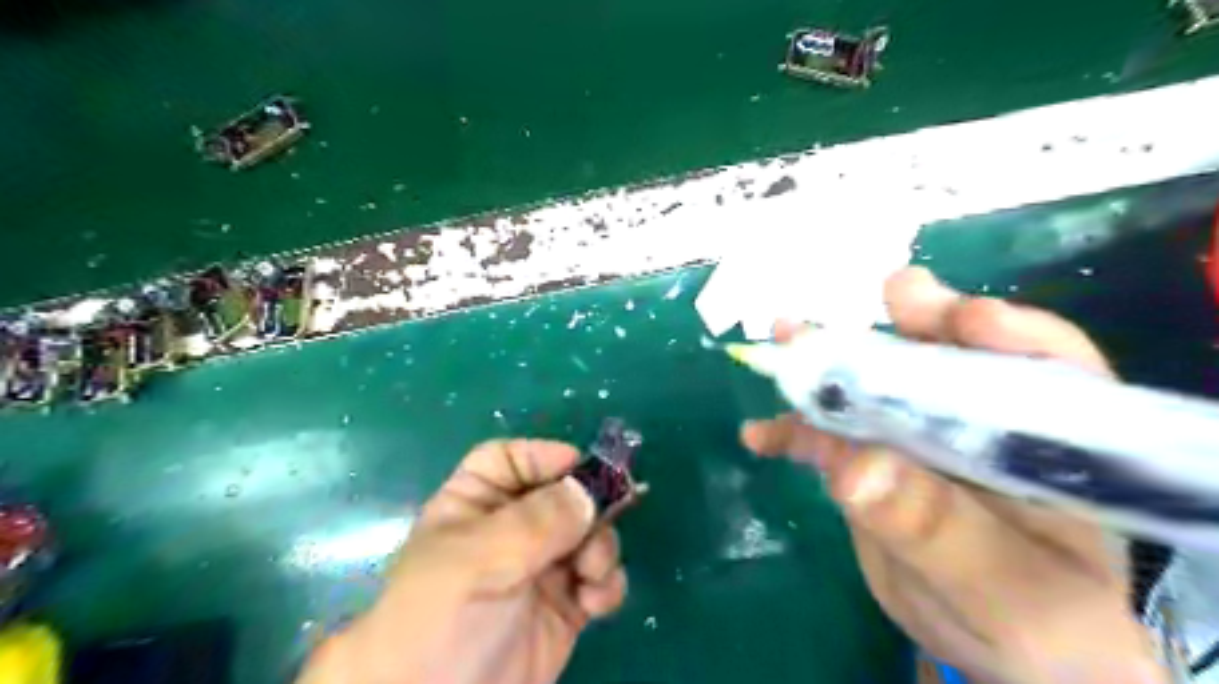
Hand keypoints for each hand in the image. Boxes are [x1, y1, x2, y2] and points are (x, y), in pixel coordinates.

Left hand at [297, 439, 627, 682]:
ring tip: (591, 574)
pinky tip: (596, 604)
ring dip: (601, 548)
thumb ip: (537, 520)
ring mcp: (541, 568)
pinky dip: (607, 585)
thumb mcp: (479, 559)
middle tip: (596, 529)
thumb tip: (588, 491)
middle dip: (587, 508)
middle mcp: (511, 531)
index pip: (510, 460)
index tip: (579, 466)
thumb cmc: (442, 620)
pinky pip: (600, 579)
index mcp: (475, 506)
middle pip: (563, 494)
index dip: (542, 456)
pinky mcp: (566, 607)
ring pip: (589, 534)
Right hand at [737, 266, 1164, 683]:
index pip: (1046, 368)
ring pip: (872, 387)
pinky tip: (759, 435)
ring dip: (827, 366)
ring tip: (784, 344)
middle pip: (946, 360)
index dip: (1005, 334)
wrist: (992, 645)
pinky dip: (791, 432)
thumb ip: (937, 531)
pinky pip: (826, 436)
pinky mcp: (870, 459)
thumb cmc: (1032, 622)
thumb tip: (856, 468)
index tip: (962, 318)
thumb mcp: (1002, 592)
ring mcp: (917, 437)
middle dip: (905, 328)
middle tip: (877, 300)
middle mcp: (980, 423)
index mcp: (1050, 444)